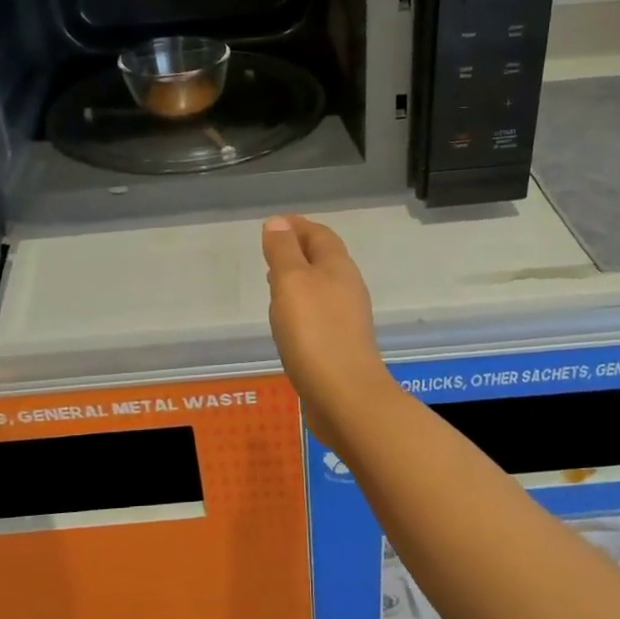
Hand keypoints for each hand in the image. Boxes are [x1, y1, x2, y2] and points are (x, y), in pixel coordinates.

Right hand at [261, 215, 398, 443]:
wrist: (345, 396)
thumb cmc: (315, 331)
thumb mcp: (291, 282)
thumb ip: (283, 250)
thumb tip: (278, 222)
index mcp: (338, 267)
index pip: (319, 234)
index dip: (297, 226)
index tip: (274, 225)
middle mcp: (347, 288)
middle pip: (324, 259)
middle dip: (298, 251)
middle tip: (271, 252)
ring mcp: (347, 319)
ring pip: (322, 287)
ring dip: (299, 280)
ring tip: (274, 283)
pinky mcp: (341, 345)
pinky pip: (319, 314)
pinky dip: (301, 307)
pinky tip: (287, 322)